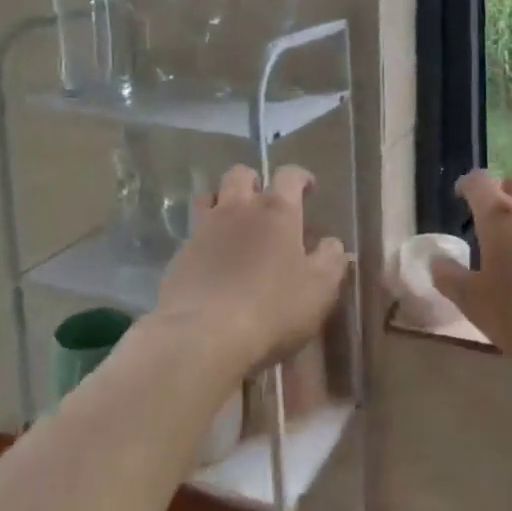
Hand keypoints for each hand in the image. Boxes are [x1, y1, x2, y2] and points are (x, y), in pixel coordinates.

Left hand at [154, 164, 347, 374]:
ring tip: (233, 223)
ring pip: (209, 196)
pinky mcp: (180, 254)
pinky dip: (204, 238)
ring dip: (223, 201)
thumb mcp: (320, 289)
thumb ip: (331, 259)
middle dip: (255, 181)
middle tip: (265, 203)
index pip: (290, 175)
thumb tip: (331, 243)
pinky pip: (193, 233)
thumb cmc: (272, 308)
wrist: (203, 336)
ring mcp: (204, 229)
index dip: (301, 178)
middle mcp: (238, 208)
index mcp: (277, 210)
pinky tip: (212, 261)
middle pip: (241, 174)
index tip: (308, 188)